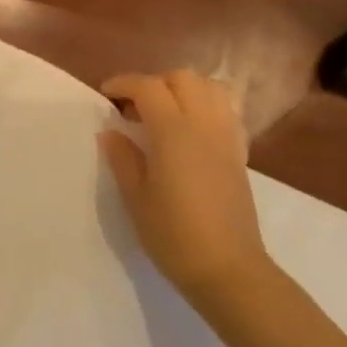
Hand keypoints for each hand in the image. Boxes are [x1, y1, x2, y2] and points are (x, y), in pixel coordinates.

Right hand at [99, 70, 269, 304]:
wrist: (227, 268)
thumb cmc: (174, 235)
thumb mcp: (136, 199)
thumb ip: (123, 158)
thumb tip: (111, 131)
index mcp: (174, 132)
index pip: (148, 87)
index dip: (124, 83)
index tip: (106, 94)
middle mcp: (204, 124)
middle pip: (182, 78)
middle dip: (154, 83)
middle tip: (134, 107)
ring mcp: (227, 136)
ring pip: (210, 87)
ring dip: (184, 89)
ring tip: (165, 113)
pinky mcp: (240, 152)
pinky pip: (226, 110)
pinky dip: (207, 105)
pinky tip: (192, 130)